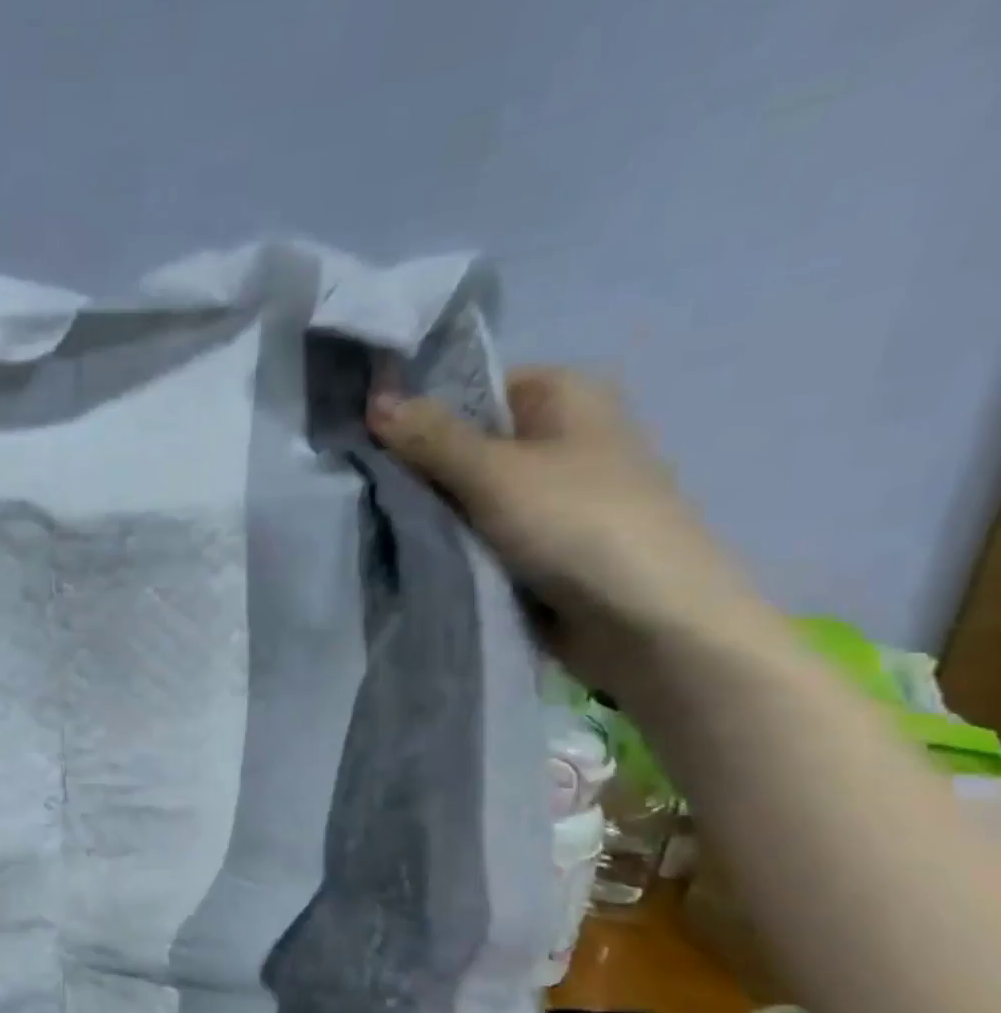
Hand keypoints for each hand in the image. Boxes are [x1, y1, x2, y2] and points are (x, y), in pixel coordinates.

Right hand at [366, 367, 766, 696]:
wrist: (649, 623)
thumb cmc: (578, 525)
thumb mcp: (494, 472)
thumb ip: (429, 437)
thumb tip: (374, 398)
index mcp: (561, 394)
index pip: (467, 388)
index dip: (414, 411)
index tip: (363, 441)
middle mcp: (555, 435)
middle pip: (461, 441)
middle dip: (414, 467)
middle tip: (363, 488)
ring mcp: (545, 493)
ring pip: (462, 491)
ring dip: (426, 509)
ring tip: (377, 521)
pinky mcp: (535, 542)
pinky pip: (475, 529)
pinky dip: (446, 539)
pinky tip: (407, 548)